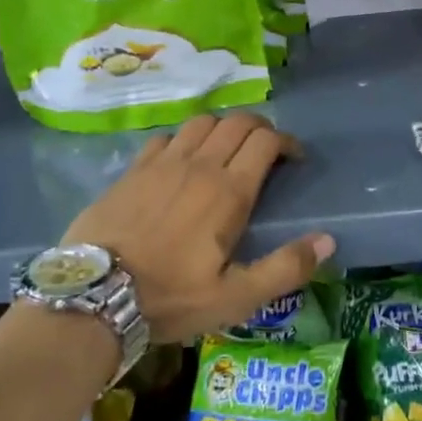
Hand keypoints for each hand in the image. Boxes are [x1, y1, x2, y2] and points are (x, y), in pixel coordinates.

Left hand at [62, 113, 334, 343]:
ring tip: (227, 150)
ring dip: (223, 129)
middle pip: (237, 123)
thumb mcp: (236, 297)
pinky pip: (166, 137)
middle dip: (260, 129)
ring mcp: (162, 163)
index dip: (286, 142)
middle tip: (267, 151)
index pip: (265, 141)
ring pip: (202, 122)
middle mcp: (199, 165)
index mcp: (228, 191)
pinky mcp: (133, 170)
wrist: (93, 296)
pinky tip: (182, 159)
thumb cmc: (170, 298)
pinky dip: (184, 139)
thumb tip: (328, 239)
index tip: (294, 159)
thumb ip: (285, 267)